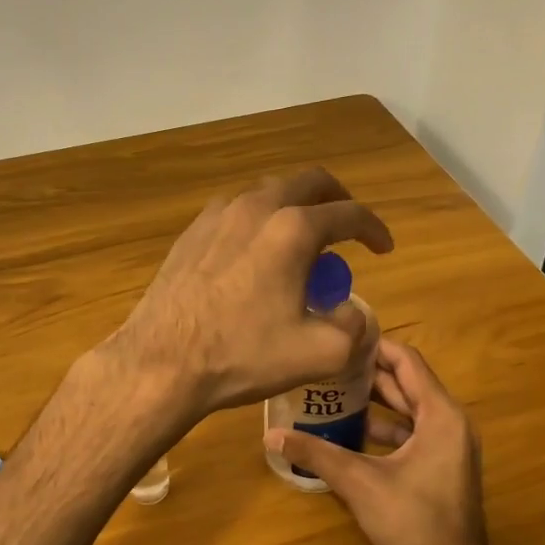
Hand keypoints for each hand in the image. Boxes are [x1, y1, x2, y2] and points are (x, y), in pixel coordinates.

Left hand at [106, 168, 393, 417]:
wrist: (162, 362)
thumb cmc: (243, 356)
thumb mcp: (320, 353)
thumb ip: (353, 327)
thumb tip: (350, 312)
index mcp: (293, 229)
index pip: (349, 213)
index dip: (374, 229)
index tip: (383, 248)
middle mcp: (256, 207)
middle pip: (308, 183)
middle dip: (336, 200)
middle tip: (346, 228)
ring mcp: (217, 216)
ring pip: (268, 193)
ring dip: (294, 208)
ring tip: (300, 243)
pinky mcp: (190, 233)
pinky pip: (235, 212)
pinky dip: (258, 222)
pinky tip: (254, 254)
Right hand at [266, 339, 489, 544]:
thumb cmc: (413, 523)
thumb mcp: (359, 483)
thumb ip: (316, 454)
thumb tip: (270, 435)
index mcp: (441, 415)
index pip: (407, 362)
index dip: (374, 347)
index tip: (339, 340)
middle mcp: (451, 423)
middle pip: (408, 384)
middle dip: (368, 375)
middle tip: (326, 367)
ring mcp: (450, 447)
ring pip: (409, 411)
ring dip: (375, 403)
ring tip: (332, 396)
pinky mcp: (443, 468)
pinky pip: (412, 434)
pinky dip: (384, 429)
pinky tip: (350, 435)